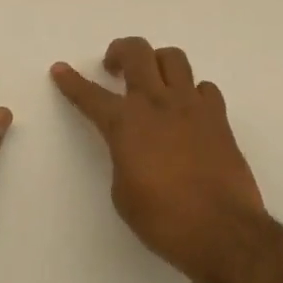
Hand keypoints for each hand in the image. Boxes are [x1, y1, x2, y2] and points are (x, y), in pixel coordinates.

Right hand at [51, 38, 264, 282]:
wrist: (222, 230)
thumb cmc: (164, 220)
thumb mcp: (123, 194)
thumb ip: (122, 158)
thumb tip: (131, 148)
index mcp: (126, 123)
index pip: (90, 95)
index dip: (71, 81)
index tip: (60, 69)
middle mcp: (156, 102)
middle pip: (137, 52)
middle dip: (120, 51)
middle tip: (114, 67)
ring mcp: (190, 104)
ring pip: (173, 57)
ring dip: (158, 62)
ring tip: (154, 80)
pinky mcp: (218, 116)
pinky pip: (204, 87)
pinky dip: (194, 93)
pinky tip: (190, 110)